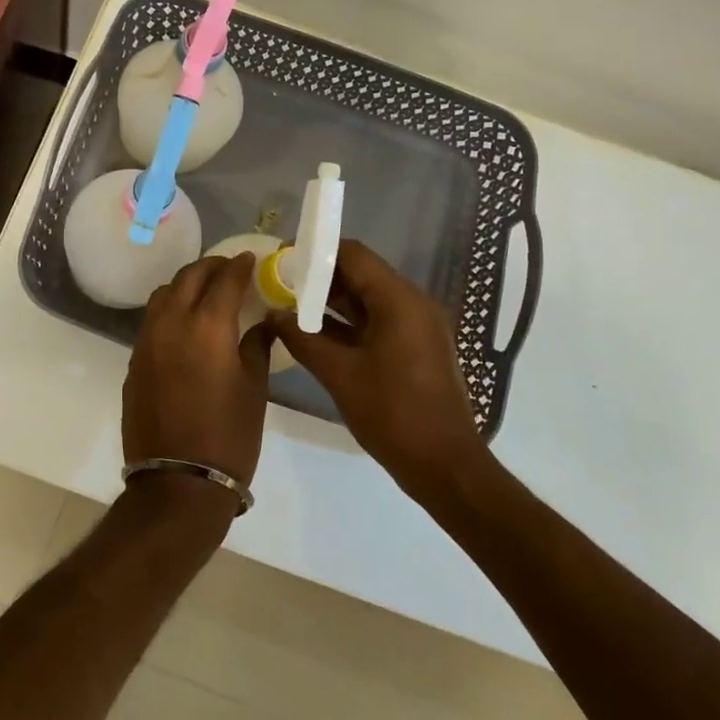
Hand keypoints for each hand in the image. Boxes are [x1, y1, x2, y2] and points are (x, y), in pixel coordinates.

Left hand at [123, 253, 270, 487]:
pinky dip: (170, 309)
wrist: (177, 483)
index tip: (250, 259)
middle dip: (210, 267)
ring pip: (164, 294)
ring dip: (186, 284)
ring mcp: (147, 341)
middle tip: (229, 269)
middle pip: (189, 277)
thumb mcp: (254, 389)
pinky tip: (185, 323)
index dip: (239, 266)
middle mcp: (172, 322)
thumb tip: (263, 322)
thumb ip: (257, 346)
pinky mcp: (135, 361)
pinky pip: (152, 320)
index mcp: (207, 325)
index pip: (225, 279)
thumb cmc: (228, 436)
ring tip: (205, 290)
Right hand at [270, 239, 490, 501]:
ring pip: (368, 298)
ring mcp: (417, 326)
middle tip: (280, 285)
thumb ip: (302, 339)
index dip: (316, 253)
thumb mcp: (340, 374)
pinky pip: (378, 320)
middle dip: (320, 277)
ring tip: (290, 307)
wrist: (446, 467)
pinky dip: (349, 322)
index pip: (353, 254)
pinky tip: (316, 333)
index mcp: (399, 300)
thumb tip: (273, 316)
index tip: (282, 261)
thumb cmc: (393, 414)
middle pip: (361, 273)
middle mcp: (412, 303)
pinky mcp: (416, 347)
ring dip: (332, 301)